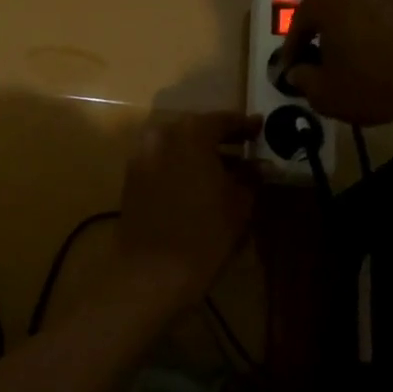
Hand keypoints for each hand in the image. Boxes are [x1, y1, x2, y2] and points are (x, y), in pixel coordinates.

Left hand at [113, 111, 258, 304]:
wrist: (151, 271)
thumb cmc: (204, 234)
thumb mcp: (239, 204)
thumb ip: (250, 177)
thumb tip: (262, 165)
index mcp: (191, 133)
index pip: (223, 120)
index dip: (245, 126)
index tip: (261, 129)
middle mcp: (161, 135)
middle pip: (196, 130)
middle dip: (220, 139)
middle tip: (245, 148)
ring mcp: (141, 156)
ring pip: (177, 146)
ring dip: (199, 154)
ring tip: (224, 171)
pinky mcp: (131, 178)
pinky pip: (162, 162)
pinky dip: (181, 166)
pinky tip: (199, 184)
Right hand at [281, 0, 392, 130]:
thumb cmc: (373, 83)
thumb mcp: (326, 93)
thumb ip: (304, 80)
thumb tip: (298, 72)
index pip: (299, 25)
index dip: (294, 50)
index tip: (292, 69)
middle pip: (331, 7)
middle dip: (324, 31)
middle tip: (323, 59)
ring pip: (361, 6)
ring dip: (354, 26)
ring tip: (357, 56)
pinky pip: (390, 12)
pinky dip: (383, 29)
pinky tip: (386, 54)